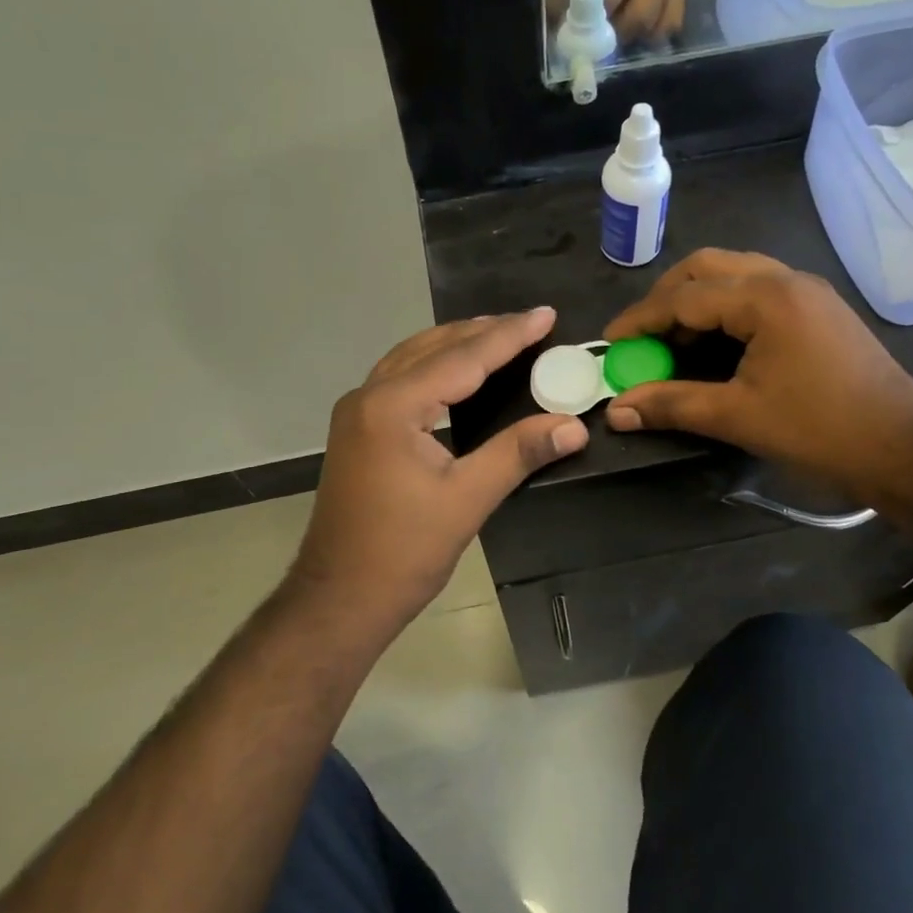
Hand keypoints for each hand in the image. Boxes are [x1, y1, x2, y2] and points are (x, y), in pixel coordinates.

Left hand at [290, 309, 588, 631]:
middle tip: (530, 323)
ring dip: (456, 344)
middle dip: (483, 332)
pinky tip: (457, 372)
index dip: (509, 336)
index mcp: (392, 407)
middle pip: (433, 347)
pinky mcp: (357, 429)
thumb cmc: (403, 552)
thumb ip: (518, 453)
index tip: (546, 315)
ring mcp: (357, 411)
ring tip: (499, 336)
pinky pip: (401, 378)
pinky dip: (435, 365)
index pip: (462, 358)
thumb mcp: (467, 500)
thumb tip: (573, 426)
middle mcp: (368, 396)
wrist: (339, 598)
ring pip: (413, 358)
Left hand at [544, 0, 688, 43]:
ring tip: (609, 32)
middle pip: (611, 3)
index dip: (561, 6)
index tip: (555, 23)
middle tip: (582, 33)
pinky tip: (637, 30)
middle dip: (591, 25)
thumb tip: (548, 19)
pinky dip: (650, 35)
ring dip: (619, 35)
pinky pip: (668, 25)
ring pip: (641, 20)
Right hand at [601, 250, 912, 500]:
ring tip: (673, 339)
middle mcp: (784, 279)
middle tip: (642, 334)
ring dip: (696, 298)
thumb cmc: (819, 429)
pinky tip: (716, 341)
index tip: (610, 342)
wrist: (906, 447)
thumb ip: (672, 405)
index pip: (684, 297)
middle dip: (666, 296)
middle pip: (707, 267)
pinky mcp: (818, 308)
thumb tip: (616, 411)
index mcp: (764, 298)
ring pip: (734, 274)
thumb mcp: (737, 416)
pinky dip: (725, 306)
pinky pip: (757, 289)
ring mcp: (806, 290)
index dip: (641, 319)